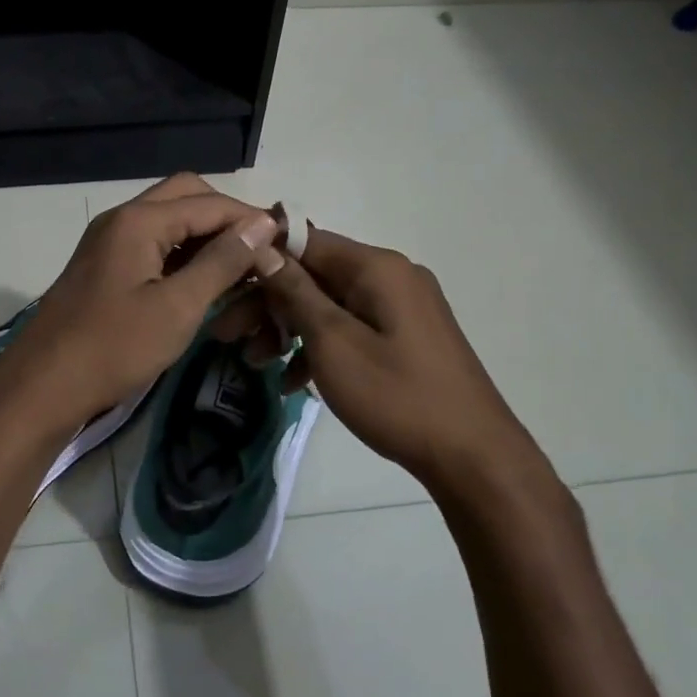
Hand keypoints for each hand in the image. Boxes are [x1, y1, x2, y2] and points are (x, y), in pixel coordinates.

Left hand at [0, 174, 281, 435]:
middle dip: (226, 218)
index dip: (250, 218)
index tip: (286, 242)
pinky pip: (153, 245)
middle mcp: (122, 219)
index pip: (209, 202)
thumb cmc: (113, 348)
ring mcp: (110, 242)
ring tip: (241, 268)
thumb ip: (222, 262)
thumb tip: (261, 224)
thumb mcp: (177, 307)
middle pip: (186, 197)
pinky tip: (205, 282)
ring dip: (205, 236)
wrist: (43, 387)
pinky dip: (183, 255)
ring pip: (169, 221)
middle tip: (259, 251)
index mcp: (139, 221)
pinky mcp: (105, 267)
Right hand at [215, 223, 531, 488]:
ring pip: (328, 304)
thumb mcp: (334, 343)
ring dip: (288, 328)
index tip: (223, 284)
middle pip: (313, 275)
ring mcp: (401, 307)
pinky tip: (292, 381)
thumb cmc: (396, 396)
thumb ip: (296, 292)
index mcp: (376, 267)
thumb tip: (263, 248)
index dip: (261, 258)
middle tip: (225, 334)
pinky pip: (351, 328)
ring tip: (252, 362)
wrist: (473, 456)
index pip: (304, 240)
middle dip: (267, 303)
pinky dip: (319, 346)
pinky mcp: (405, 336)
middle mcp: (390, 276)